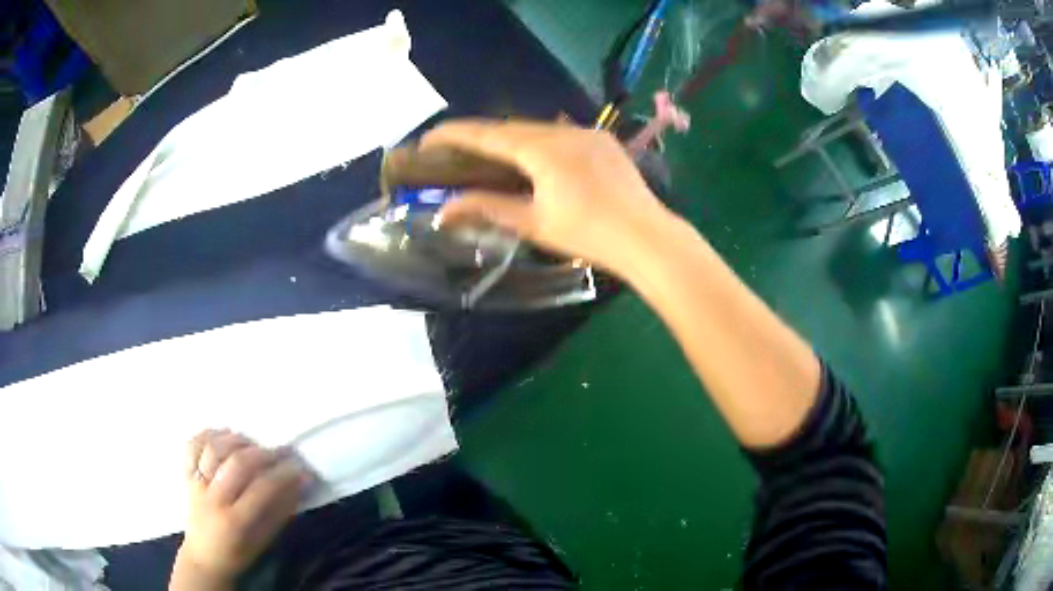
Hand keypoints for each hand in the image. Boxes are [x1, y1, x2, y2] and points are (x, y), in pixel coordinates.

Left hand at [171, 430, 310, 589]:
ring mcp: (196, 484)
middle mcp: (213, 499)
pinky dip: (207, 435)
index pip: (261, 489)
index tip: (300, 468)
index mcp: (235, 522)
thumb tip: (301, 483)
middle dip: (263, 454)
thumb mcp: (264, 540)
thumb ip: (281, 510)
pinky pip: (192, 446)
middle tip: (281, 453)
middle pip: (237, 464)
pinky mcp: (186, 475)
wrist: (204, 557)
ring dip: (236, 441)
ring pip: (213, 450)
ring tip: (252, 443)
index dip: (283, 475)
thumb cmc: (239, 553)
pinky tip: (223, 435)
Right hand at [422, 120, 675, 276]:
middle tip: (456, 150)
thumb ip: (488, 208)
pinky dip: (539, 142)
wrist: (647, 237)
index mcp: (542, 149)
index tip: (427, 138)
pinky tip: (536, 159)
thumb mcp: (533, 223)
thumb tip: (443, 211)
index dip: (453, 134)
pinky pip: (561, 134)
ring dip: (511, 139)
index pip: (487, 134)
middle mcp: (563, 130)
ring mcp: (587, 132)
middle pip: (511, 127)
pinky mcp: (603, 140)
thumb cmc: (588, 234)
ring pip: (538, 128)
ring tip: (491, 156)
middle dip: (480, 136)